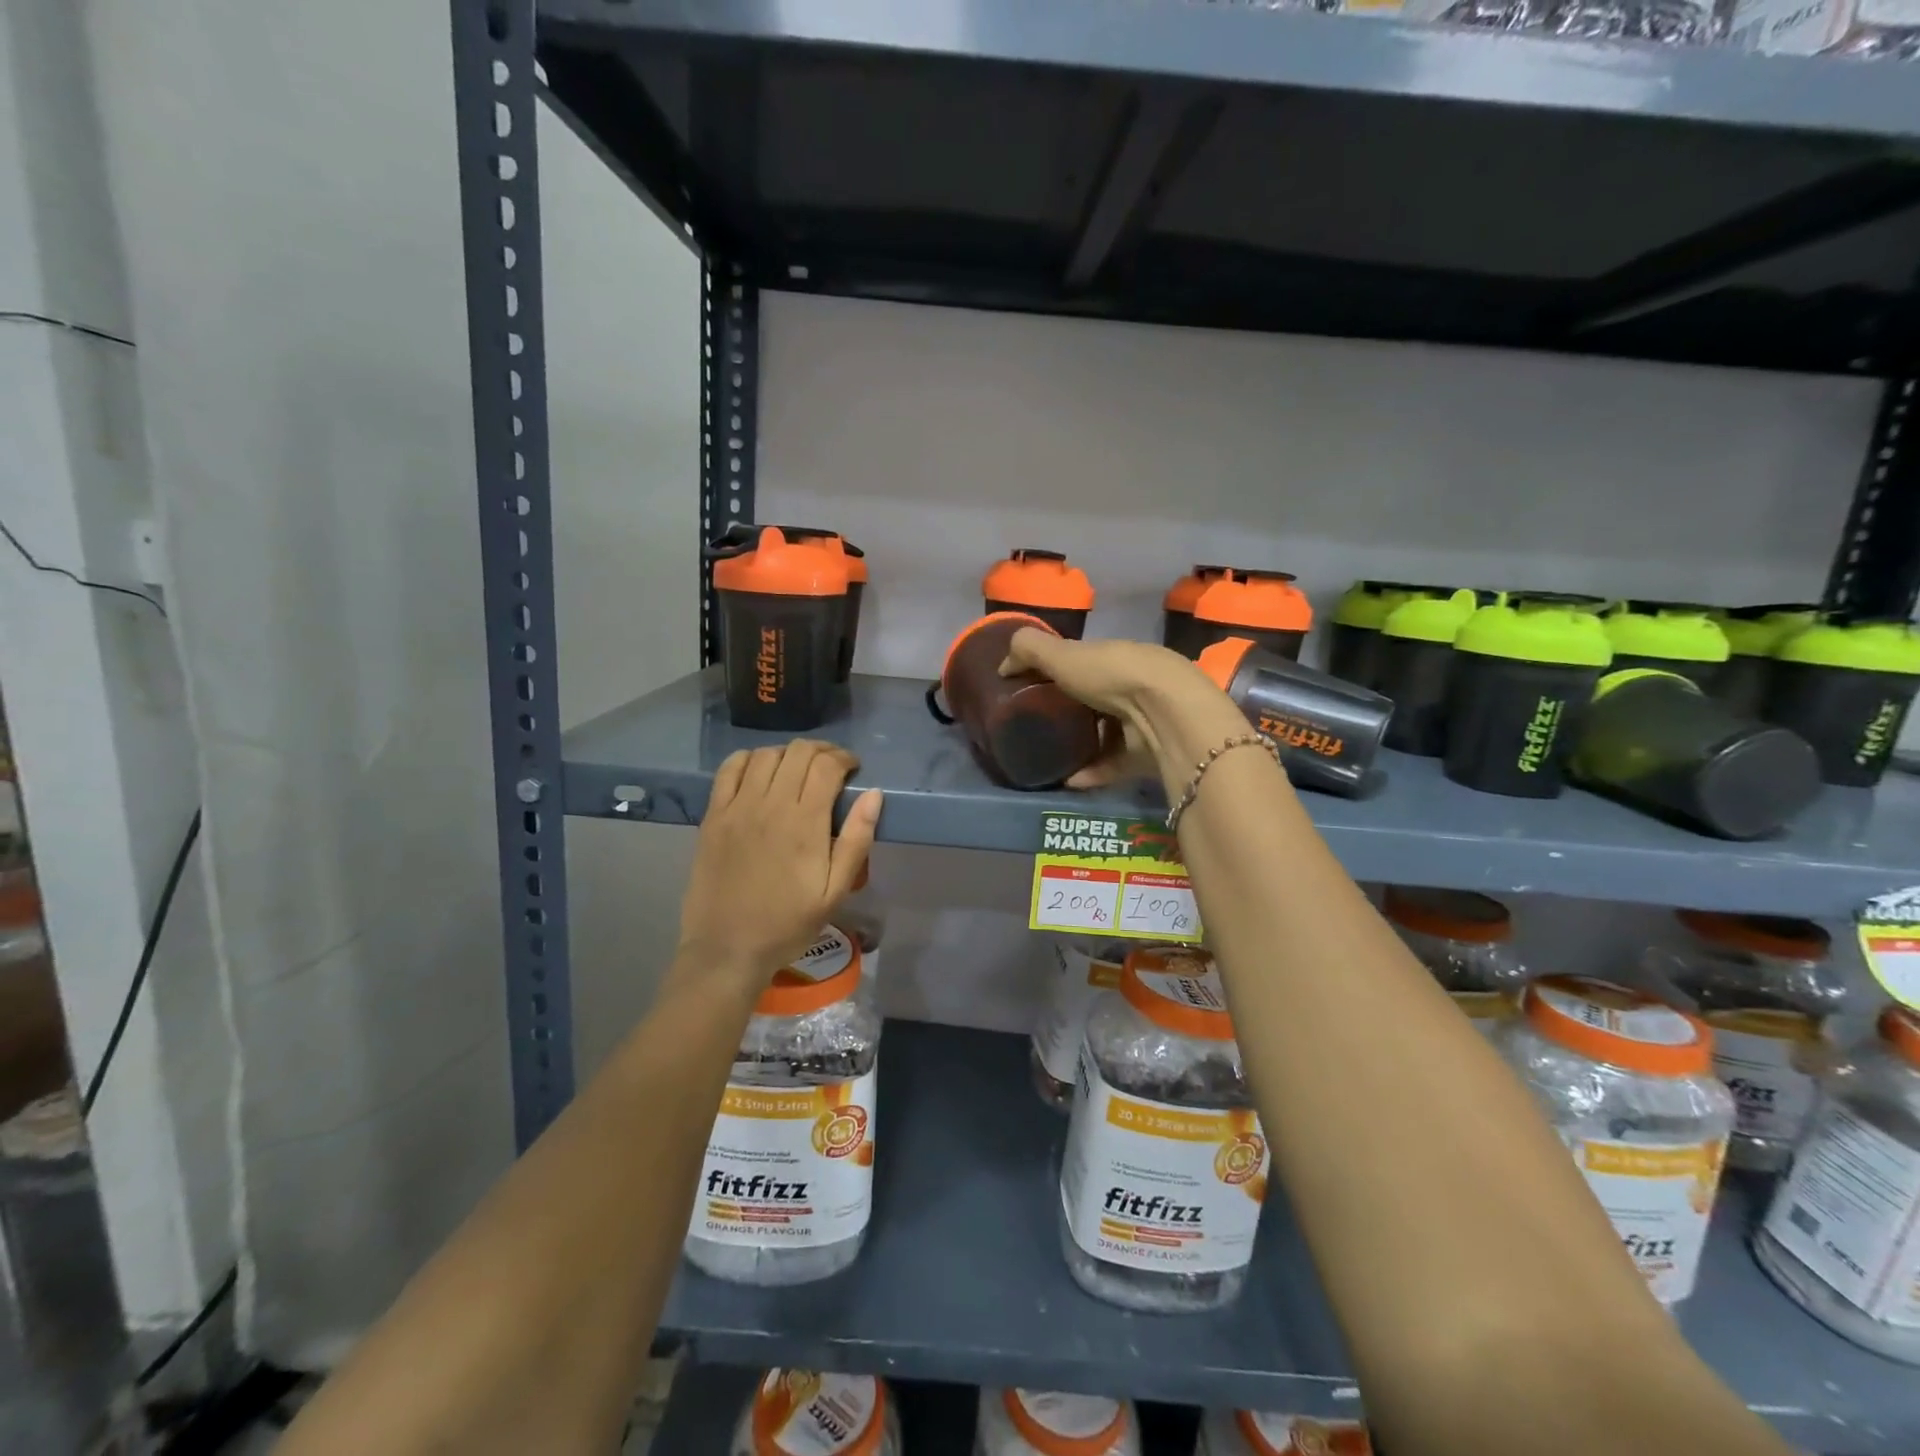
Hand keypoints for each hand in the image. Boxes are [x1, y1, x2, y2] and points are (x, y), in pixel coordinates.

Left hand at [678, 740, 883, 983]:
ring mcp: (737, 807)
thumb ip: (856, 839)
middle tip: (831, 767)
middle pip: (798, 752)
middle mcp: (770, 804)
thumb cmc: (788, 923)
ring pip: (766, 754)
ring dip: (788, 754)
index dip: (844, 759)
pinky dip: (749, 759)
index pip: (827, 765)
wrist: (727, 948)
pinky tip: (760, 772)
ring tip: (797, 770)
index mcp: (805, 822)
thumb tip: (873, 794)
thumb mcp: (836, 891)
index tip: (853, 770)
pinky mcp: (713, 815)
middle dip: (822, 751)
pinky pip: (730, 769)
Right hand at [1000, 631, 1225, 787]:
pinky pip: (1112, 765)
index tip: (1030, 689)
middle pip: (1095, 701)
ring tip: (1048, 757)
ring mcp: (1141, 722)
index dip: (1058, 673)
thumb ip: (1029, 651)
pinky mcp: (1146, 756)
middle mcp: (1130, 687)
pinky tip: (1068, 779)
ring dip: (1079, 747)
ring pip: (1105, 735)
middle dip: (1069, 713)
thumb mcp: (1062, 653)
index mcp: (1113, 659)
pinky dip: (1090, 772)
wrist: (1162, 711)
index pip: (1083, 664)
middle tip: (1036, 727)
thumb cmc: (1110, 674)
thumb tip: (1003, 665)